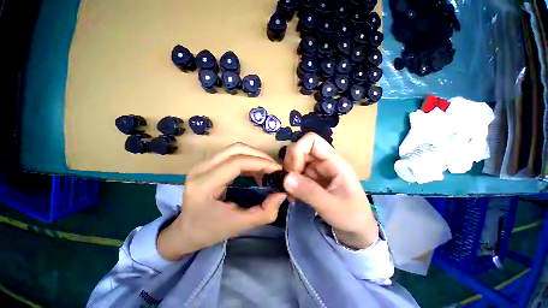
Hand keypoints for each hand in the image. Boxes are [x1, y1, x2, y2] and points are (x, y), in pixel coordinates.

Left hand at [158, 143, 286, 260]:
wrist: (185, 231)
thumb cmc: (208, 231)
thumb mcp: (239, 225)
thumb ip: (264, 212)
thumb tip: (281, 194)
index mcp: (204, 184)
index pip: (237, 162)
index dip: (260, 162)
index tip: (277, 170)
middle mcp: (201, 168)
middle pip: (236, 149)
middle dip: (259, 155)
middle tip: (274, 167)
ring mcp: (203, 164)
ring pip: (235, 149)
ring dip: (254, 156)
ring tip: (267, 169)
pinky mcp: (208, 164)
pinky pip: (232, 154)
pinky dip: (248, 159)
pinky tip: (256, 170)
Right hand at [283, 133, 377, 248]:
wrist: (356, 228)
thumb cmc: (351, 216)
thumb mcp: (331, 207)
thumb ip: (309, 192)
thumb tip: (285, 178)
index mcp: (334, 161)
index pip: (312, 140)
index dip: (298, 150)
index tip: (293, 171)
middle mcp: (324, 161)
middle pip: (300, 149)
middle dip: (290, 165)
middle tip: (288, 184)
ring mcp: (317, 169)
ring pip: (296, 161)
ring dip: (289, 175)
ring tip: (291, 194)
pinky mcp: (312, 178)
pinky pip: (296, 173)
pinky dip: (291, 183)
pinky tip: (293, 196)